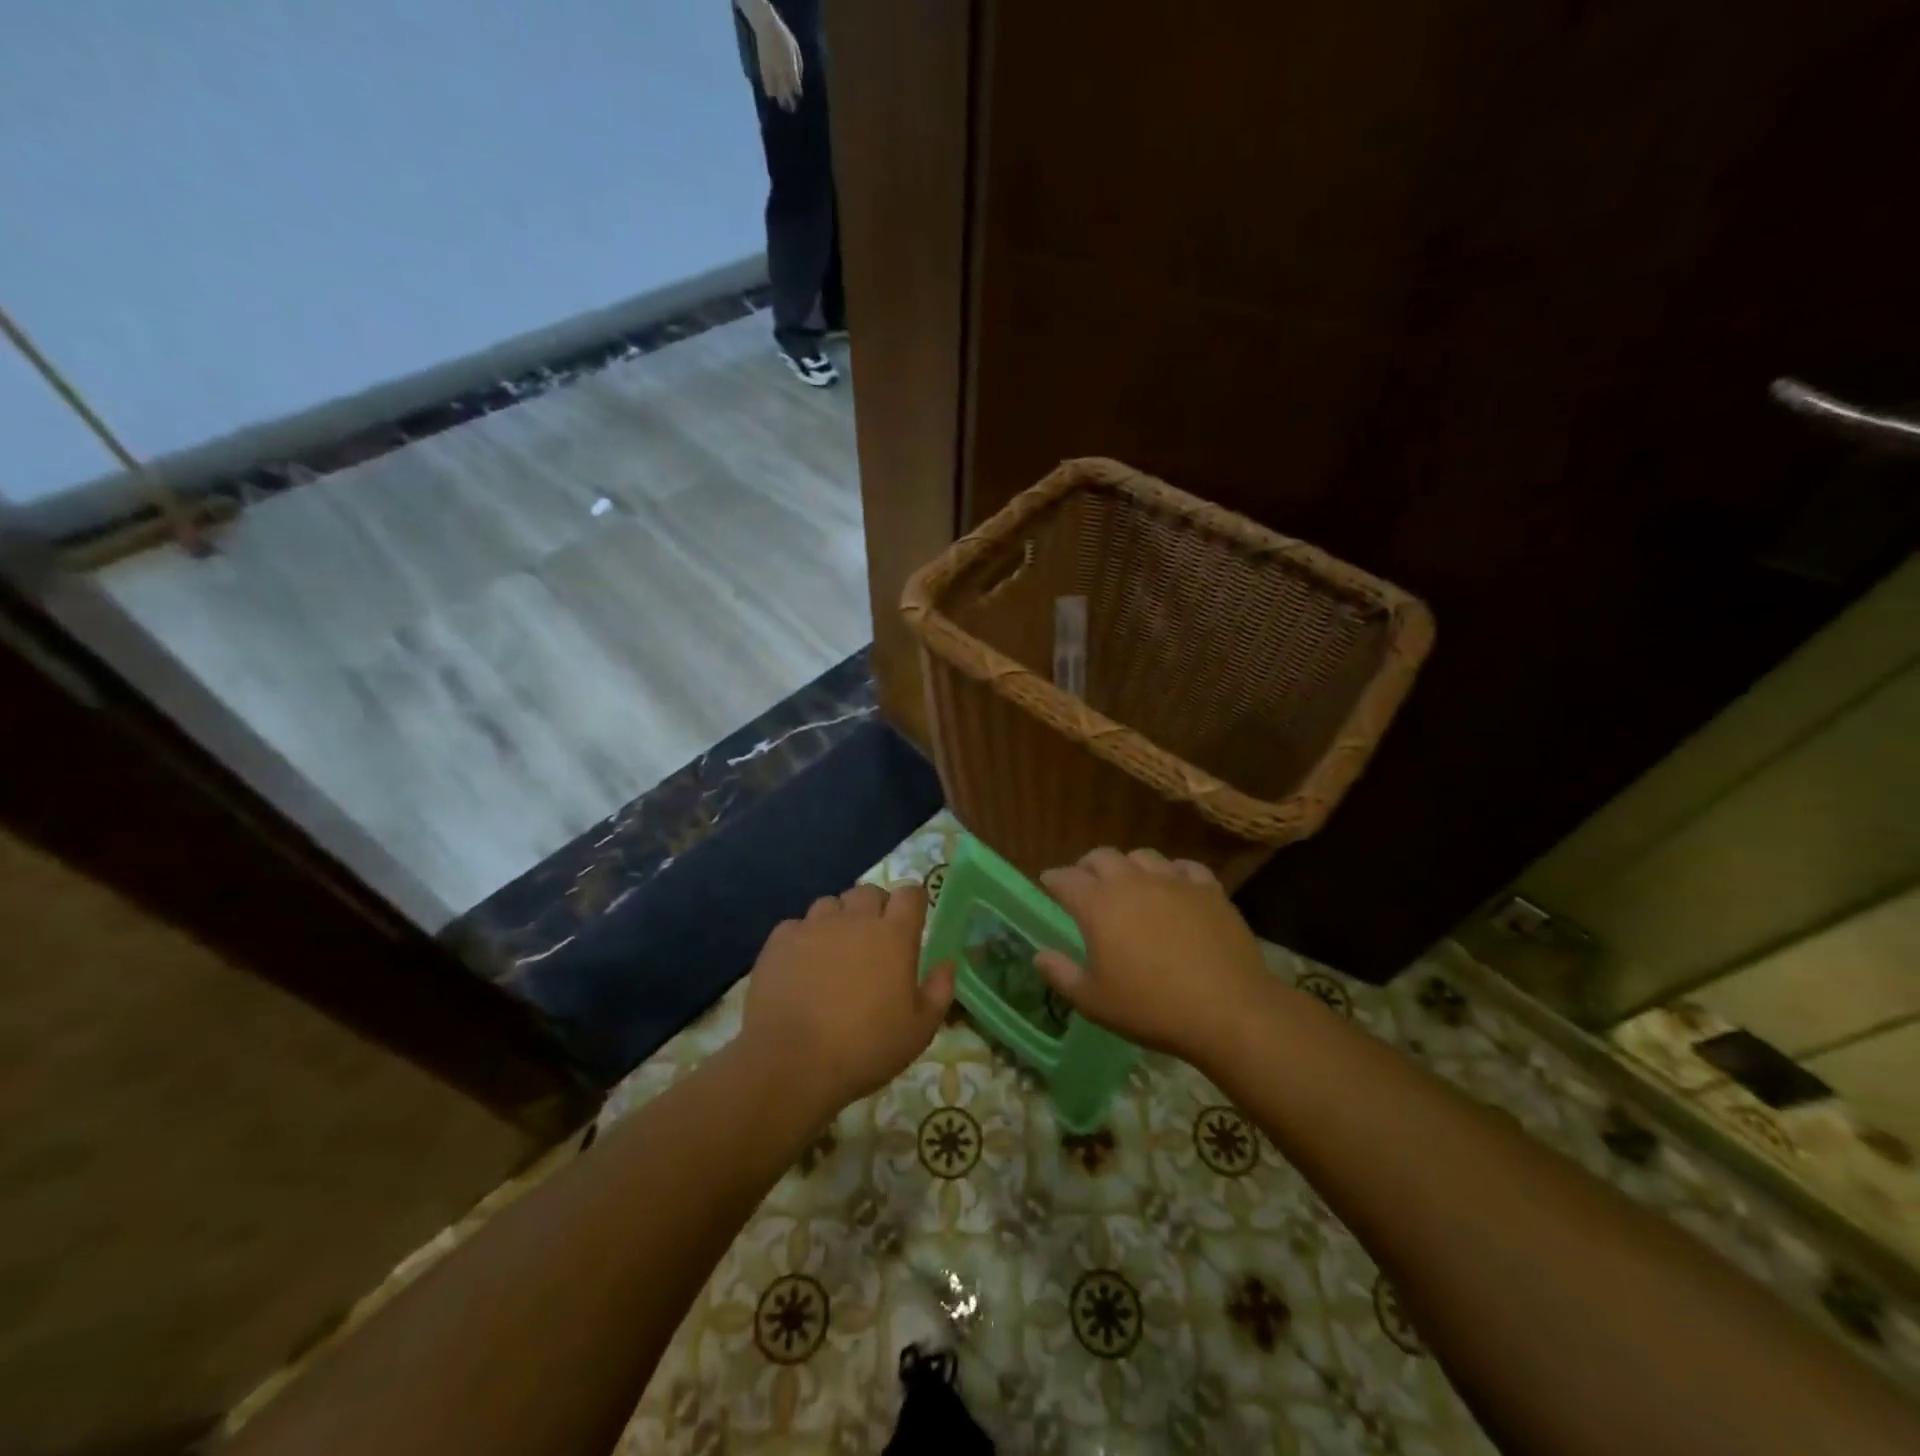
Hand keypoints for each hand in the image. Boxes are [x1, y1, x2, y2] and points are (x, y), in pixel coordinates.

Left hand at [739, 883, 953, 1116]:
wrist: (792, 1063)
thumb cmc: (865, 1048)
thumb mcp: (919, 1030)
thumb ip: (939, 990)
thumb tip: (947, 962)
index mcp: (893, 935)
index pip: (910, 893)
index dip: (912, 904)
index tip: (911, 924)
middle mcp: (855, 919)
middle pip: (869, 892)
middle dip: (875, 909)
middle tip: (873, 943)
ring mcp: (814, 925)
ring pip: (831, 904)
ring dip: (838, 920)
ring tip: (834, 953)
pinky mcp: (780, 940)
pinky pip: (797, 925)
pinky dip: (803, 939)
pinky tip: (801, 967)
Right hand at [749, 6, 803, 110]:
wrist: (766, 26)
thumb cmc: (783, 36)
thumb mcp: (796, 49)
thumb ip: (799, 65)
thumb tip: (799, 79)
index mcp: (791, 67)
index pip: (796, 87)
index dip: (797, 94)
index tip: (798, 99)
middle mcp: (782, 72)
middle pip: (786, 93)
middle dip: (790, 103)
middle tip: (792, 110)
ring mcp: (772, 72)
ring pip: (776, 92)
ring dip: (779, 100)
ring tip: (782, 106)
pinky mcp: (763, 70)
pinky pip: (767, 86)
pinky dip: (770, 92)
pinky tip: (772, 96)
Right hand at [1035, 848, 1269, 1061]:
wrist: (1228, 1010)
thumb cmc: (1152, 1008)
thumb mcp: (1094, 1002)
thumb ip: (1061, 975)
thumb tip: (1040, 955)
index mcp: (1098, 905)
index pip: (1066, 878)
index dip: (1053, 879)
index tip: (1048, 883)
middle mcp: (1132, 882)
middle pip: (1102, 856)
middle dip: (1087, 866)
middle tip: (1085, 883)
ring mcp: (1173, 881)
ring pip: (1143, 856)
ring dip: (1128, 865)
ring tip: (1129, 883)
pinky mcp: (1208, 890)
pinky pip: (1185, 867)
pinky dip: (1172, 872)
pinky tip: (1174, 886)